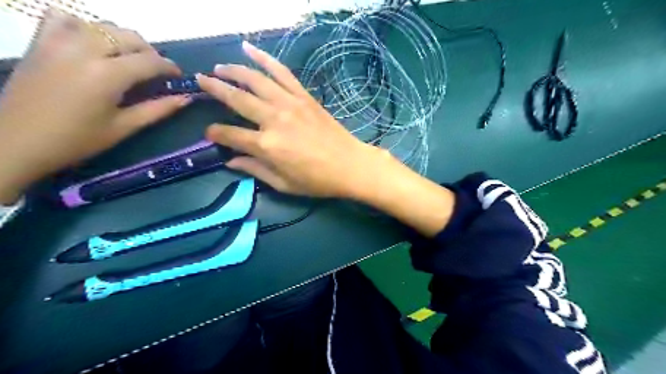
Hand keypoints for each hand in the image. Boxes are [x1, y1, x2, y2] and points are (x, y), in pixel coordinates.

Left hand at [0, 9, 189, 201]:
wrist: (17, 141)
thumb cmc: (77, 140)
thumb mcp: (123, 127)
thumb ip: (157, 110)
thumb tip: (185, 99)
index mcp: (108, 75)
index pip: (149, 61)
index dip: (169, 67)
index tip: (178, 76)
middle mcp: (85, 50)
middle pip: (128, 37)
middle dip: (149, 51)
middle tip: (155, 70)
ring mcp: (58, 42)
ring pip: (101, 25)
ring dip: (122, 39)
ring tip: (127, 58)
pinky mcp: (40, 42)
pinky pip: (64, 19)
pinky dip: (83, 26)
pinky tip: (90, 43)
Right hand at [197, 41, 385, 198]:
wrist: (350, 165)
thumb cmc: (317, 180)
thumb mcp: (284, 184)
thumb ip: (255, 170)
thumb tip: (230, 162)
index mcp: (267, 146)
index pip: (230, 135)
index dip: (216, 133)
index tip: (209, 133)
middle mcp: (274, 119)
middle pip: (237, 99)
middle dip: (214, 89)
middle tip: (199, 81)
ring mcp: (290, 104)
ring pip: (256, 80)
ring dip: (234, 70)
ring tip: (219, 67)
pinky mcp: (304, 97)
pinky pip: (282, 72)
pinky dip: (265, 59)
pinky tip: (250, 49)